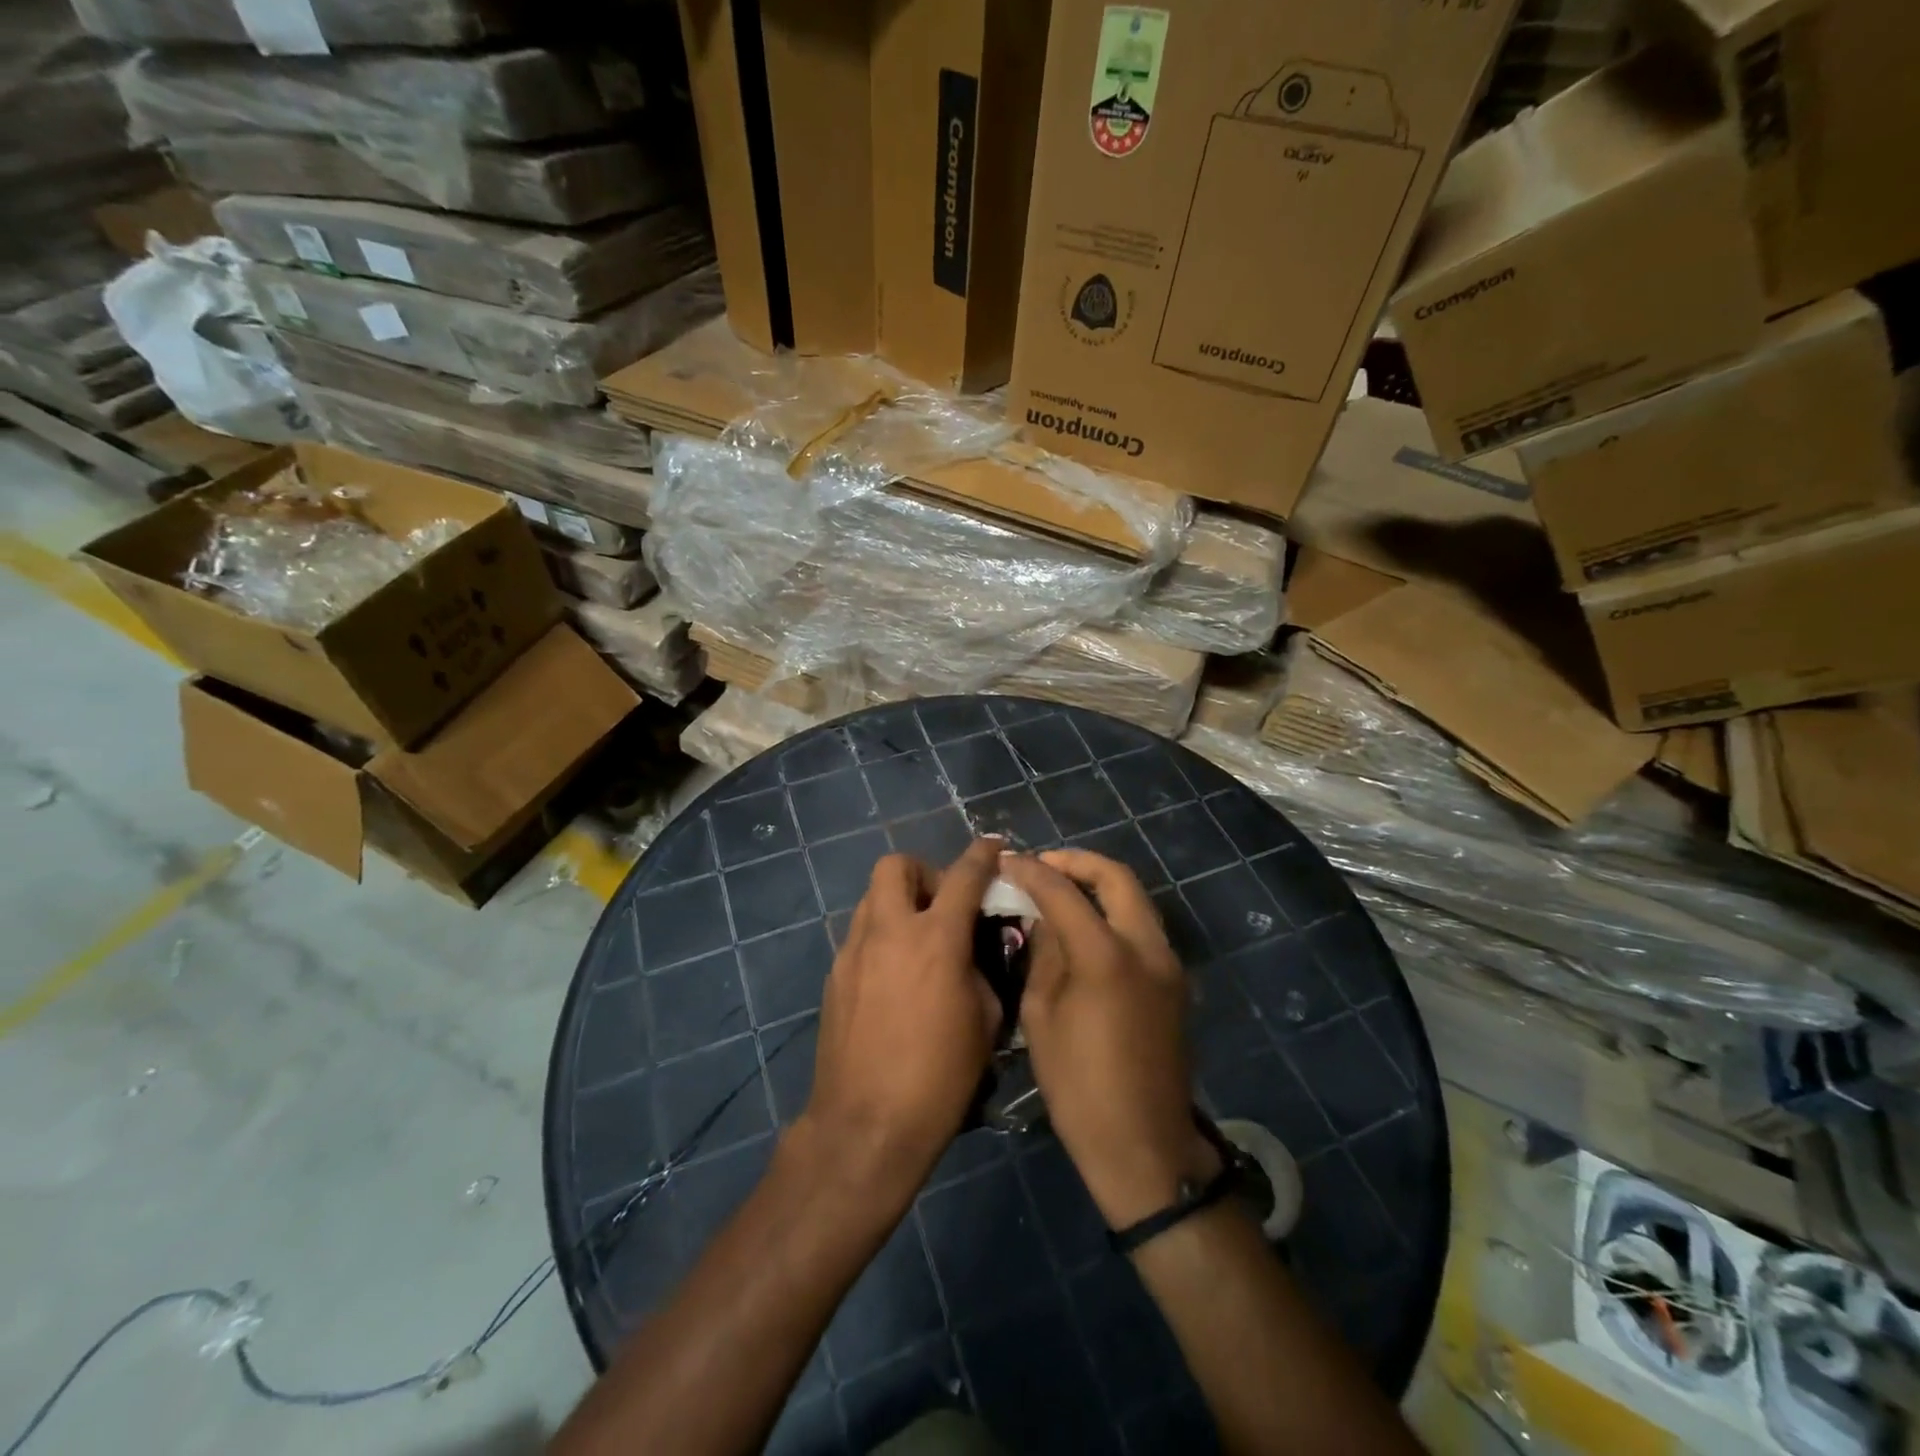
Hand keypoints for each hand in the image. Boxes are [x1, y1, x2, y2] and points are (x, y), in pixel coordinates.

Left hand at [802, 839, 1003, 1197]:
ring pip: (871, 897)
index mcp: (936, 938)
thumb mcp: (985, 1021)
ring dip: (898, 903)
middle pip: (895, 865)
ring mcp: (853, 951)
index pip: (964, 875)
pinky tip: (894, 977)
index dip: (983, 854)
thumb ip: (982, 969)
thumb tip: (974, 951)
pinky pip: (859, 935)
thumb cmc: (940, 1077)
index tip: (993, 846)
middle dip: (923, 872)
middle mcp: (889, 931)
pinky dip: (880, 937)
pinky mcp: (834, 976)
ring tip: (917, 940)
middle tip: (942, 904)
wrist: (867, 1125)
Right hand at [999, 850, 1220, 1229]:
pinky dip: (1113, 912)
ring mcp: (1169, 963)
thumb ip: (1044, 955)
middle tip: (1043, 865)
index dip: (1032, 871)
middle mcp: (1146, 947)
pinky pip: (1143, 927)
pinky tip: (1085, 926)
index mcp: (1107, 956)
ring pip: (1136, 899)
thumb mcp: (1041, 1017)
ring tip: (1061, 890)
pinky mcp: (1176, 981)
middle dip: (1077, 862)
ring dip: (1099, 884)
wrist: (1145, 1146)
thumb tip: (1043, 918)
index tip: (1007, 861)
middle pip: (1116, 878)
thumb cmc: (1079, 1087)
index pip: (1064, 892)